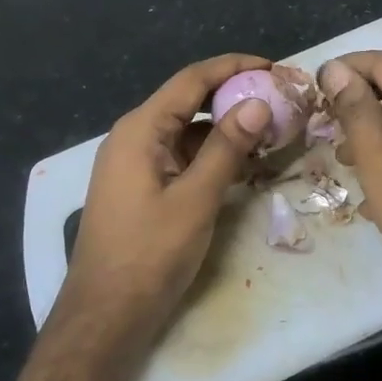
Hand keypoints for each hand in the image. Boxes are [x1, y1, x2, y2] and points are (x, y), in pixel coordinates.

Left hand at [64, 54, 271, 343]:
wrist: (105, 314)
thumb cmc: (149, 254)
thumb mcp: (195, 199)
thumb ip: (226, 148)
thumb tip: (258, 103)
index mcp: (140, 129)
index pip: (191, 80)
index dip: (233, 67)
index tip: (273, 66)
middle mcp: (133, 136)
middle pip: (188, 100)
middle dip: (232, 95)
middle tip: (277, 98)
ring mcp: (134, 162)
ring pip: (185, 129)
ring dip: (223, 126)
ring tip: (268, 129)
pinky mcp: (140, 185)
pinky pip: (179, 154)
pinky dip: (209, 153)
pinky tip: (240, 163)